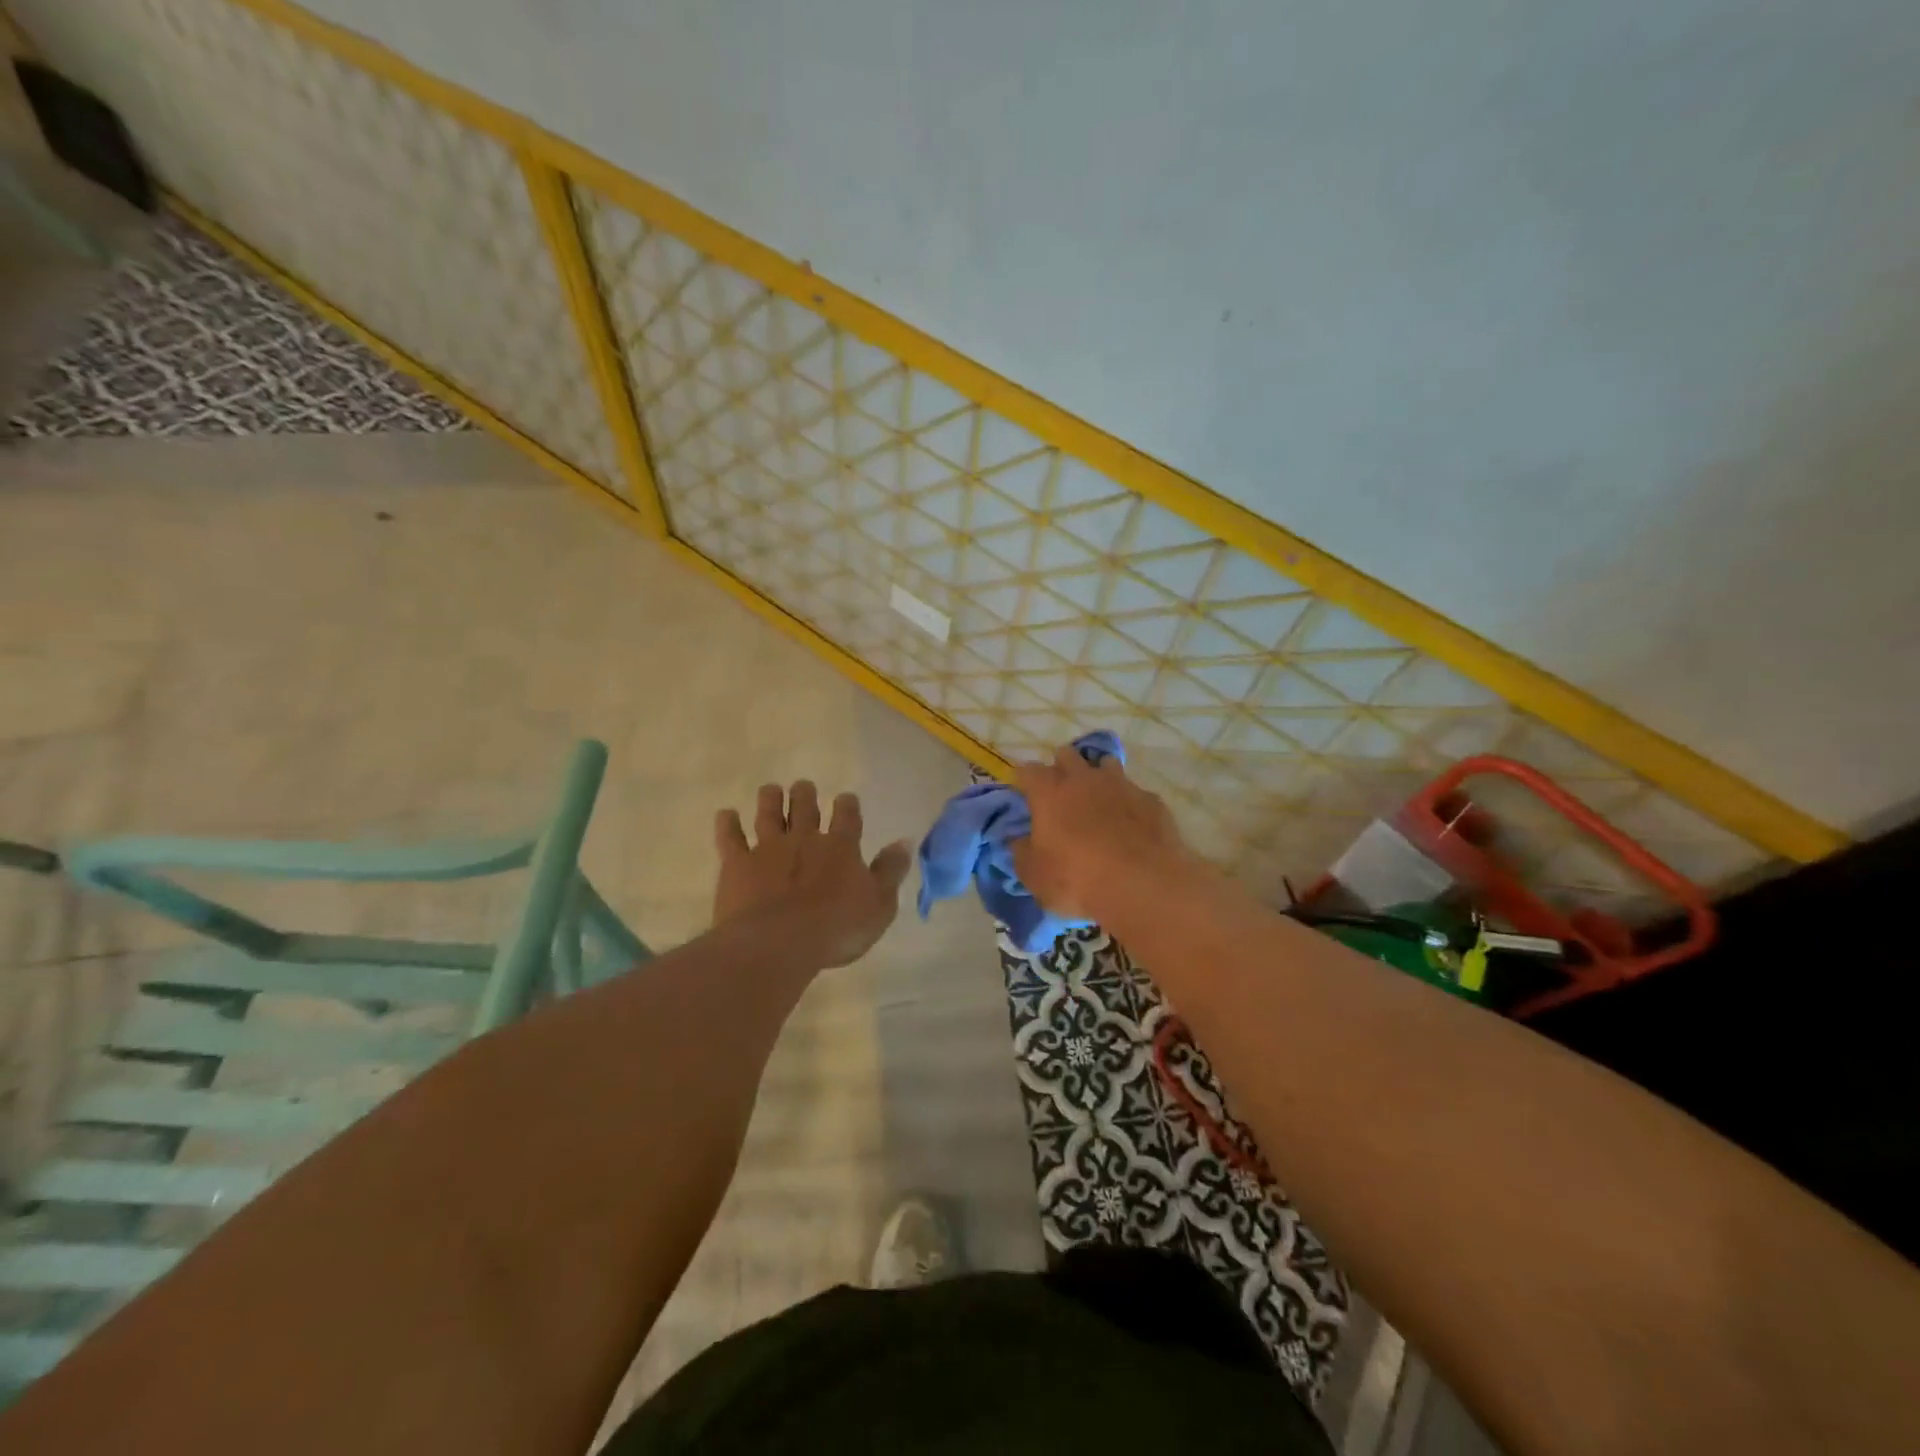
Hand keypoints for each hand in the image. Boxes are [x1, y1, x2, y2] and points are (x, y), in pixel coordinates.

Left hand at [713, 781, 910, 969]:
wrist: (779, 942)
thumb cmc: (836, 928)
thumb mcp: (879, 905)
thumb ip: (890, 871)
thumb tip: (904, 842)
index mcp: (840, 847)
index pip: (847, 817)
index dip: (847, 806)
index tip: (846, 798)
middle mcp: (804, 839)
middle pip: (805, 807)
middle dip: (805, 795)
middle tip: (803, 786)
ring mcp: (768, 849)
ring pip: (769, 814)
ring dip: (771, 799)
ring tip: (771, 789)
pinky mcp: (738, 864)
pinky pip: (731, 838)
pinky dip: (728, 824)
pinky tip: (726, 814)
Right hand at [1011, 744, 1201, 920]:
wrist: (1142, 885)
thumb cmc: (1076, 880)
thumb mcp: (1034, 875)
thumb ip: (1021, 852)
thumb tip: (1017, 840)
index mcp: (1049, 792)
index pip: (1028, 771)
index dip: (1024, 780)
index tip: (1023, 794)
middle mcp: (1084, 779)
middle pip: (1067, 755)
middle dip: (1061, 767)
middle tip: (1060, 793)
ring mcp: (1122, 785)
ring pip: (1106, 764)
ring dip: (1098, 777)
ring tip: (1098, 801)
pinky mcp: (1152, 800)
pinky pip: (1135, 793)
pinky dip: (1129, 803)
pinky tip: (1131, 825)